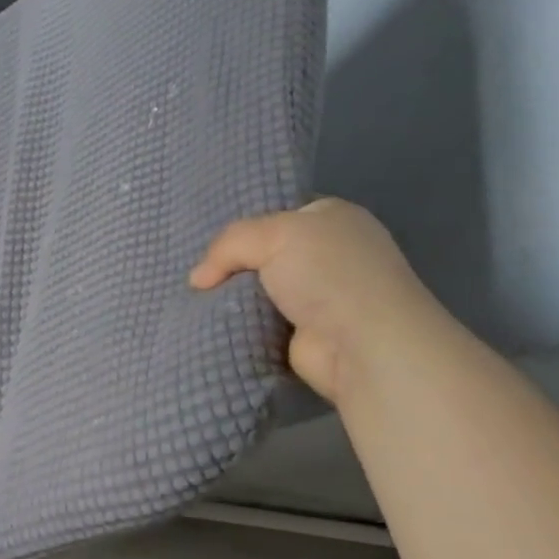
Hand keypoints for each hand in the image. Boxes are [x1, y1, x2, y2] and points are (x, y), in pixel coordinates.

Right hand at [190, 198, 440, 402]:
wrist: (362, 345)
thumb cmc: (327, 274)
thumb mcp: (272, 234)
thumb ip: (229, 244)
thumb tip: (197, 279)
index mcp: (333, 218)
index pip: (280, 212)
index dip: (246, 225)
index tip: (211, 240)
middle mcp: (330, 254)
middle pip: (266, 253)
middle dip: (234, 265)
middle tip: (198, 275)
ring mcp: (320, 297)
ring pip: (259, 290)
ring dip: (233, 298)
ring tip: (196, 300)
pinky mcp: (305, 335)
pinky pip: (260, 323)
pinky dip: (241, 325)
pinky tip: (214, 324)